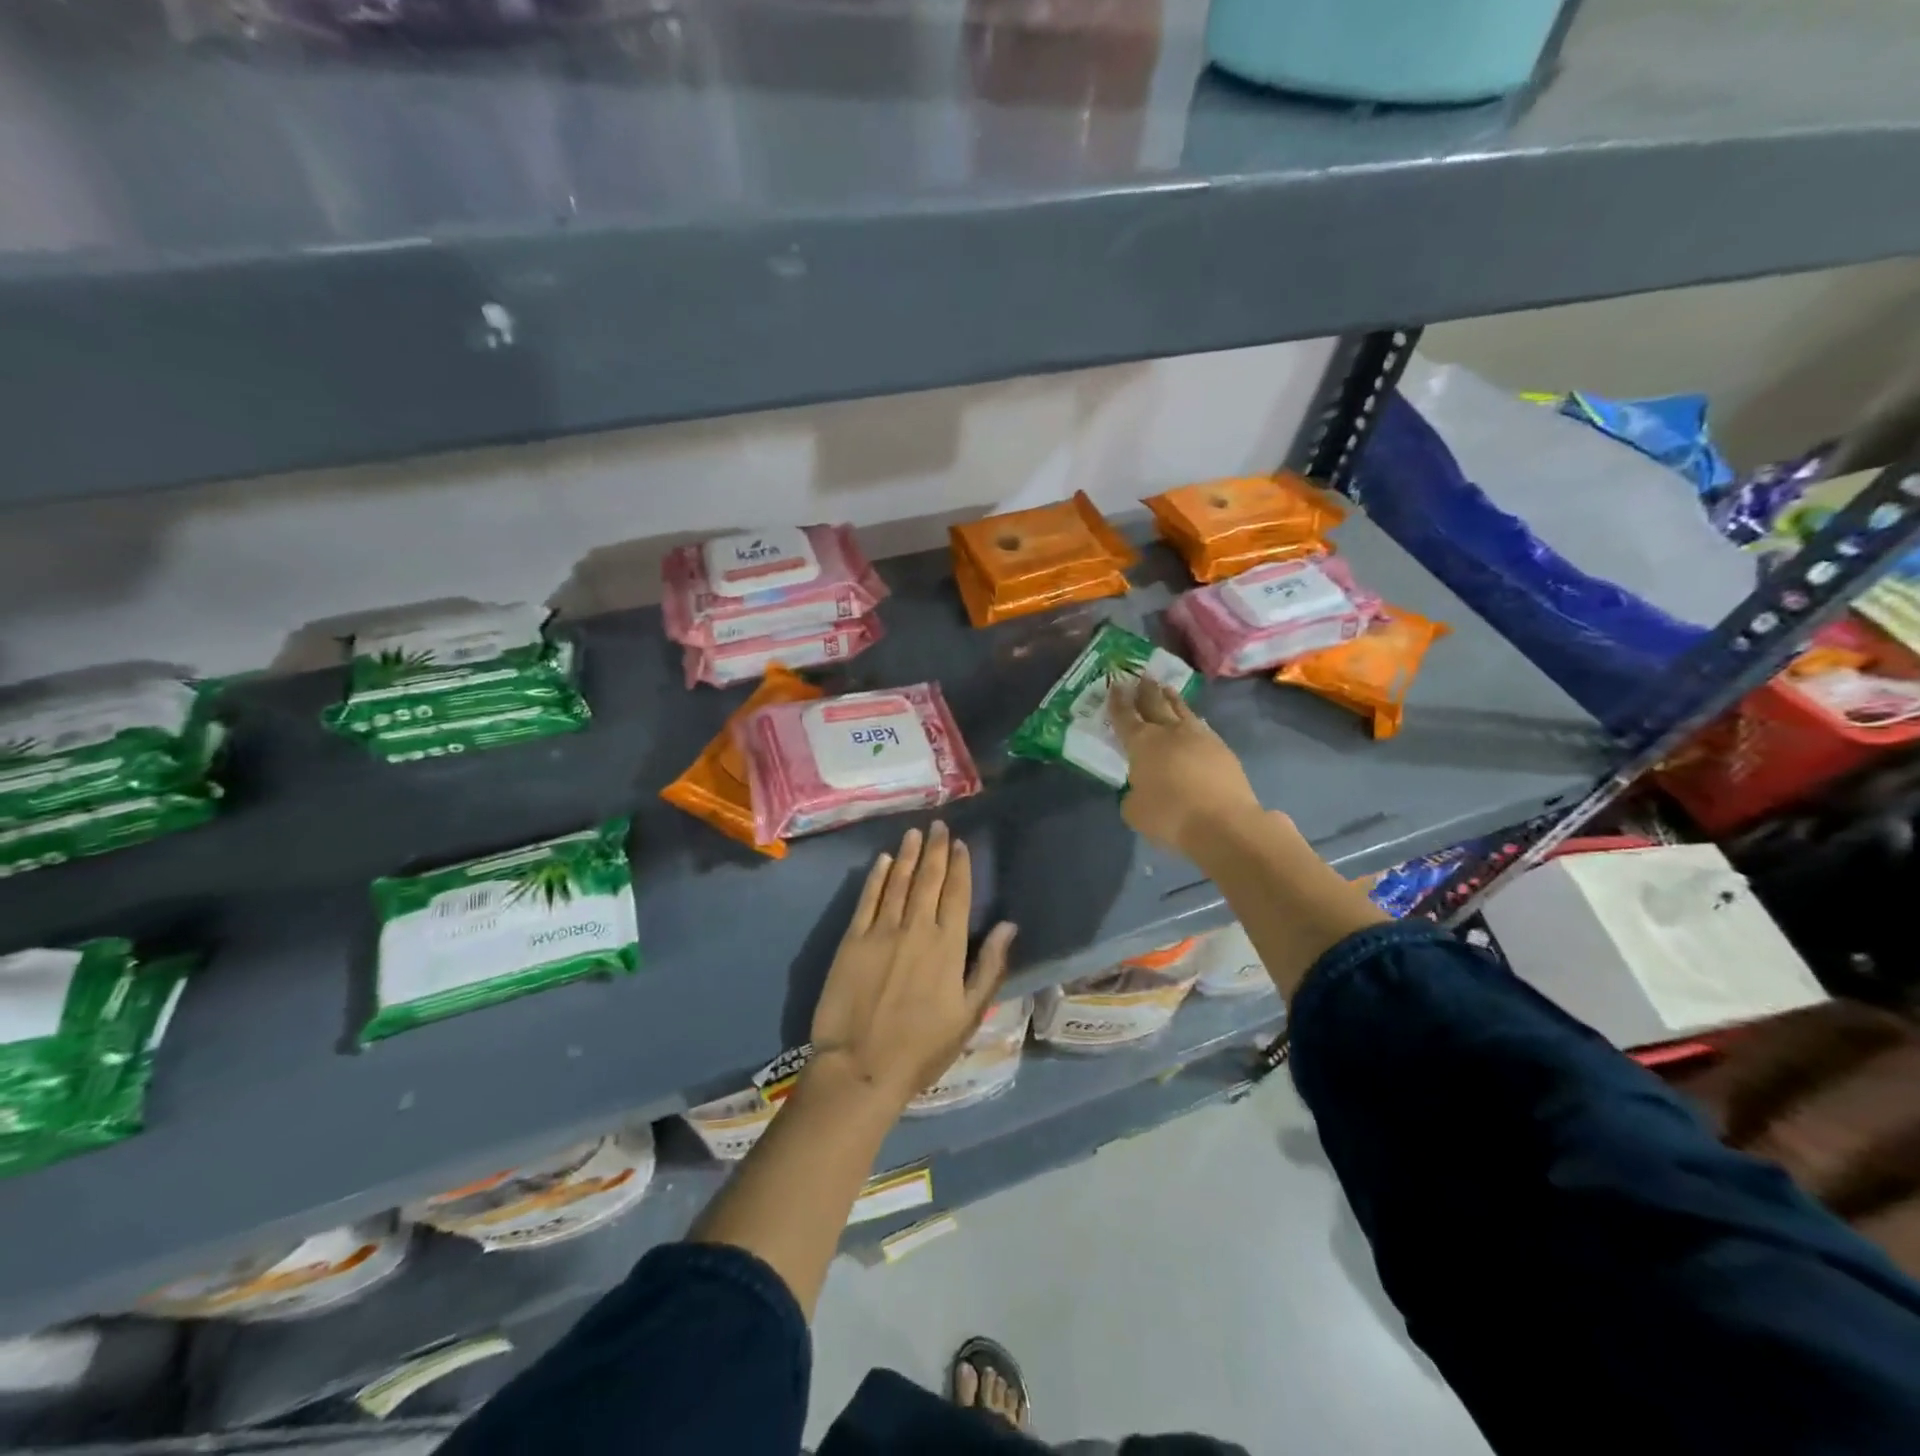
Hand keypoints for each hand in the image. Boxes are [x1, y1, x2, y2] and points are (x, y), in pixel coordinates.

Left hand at [806, 822, 1016, 1113]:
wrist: (861, 1065)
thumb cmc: (922, 1047)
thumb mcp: (969, 1014)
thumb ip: (990, 966)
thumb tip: (1010, 925)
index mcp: (948, 945)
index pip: (957, 893)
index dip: (959, 865)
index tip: (959, 843)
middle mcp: (916, 928)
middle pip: (928, 879)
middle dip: (934, 850)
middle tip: (937, 825)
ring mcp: (881, 931)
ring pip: (897, 882)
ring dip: (906, 855)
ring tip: (913, 833)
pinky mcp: (852, 939)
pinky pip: (867, 899)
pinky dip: (876, 877)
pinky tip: (881, 861)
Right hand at [1110, 677, 1262, 858]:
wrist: (1223, 823)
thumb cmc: (1169, 816)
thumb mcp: (1135, 810)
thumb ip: (1133, 794)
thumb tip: (1141, 788)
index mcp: (1142, 743)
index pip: (1125, 716)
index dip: (1118, 701)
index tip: (1115, 685)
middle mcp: (1170, 732)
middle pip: (1155, 704)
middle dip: (1146, 690)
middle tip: (1142, 677)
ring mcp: (1200, 737)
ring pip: (1182, 710)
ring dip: (1172, 699)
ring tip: (1166, 689)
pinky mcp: (1222, 749)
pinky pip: (1202, 727)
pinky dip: (1193, 720)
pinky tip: (1193, 721)